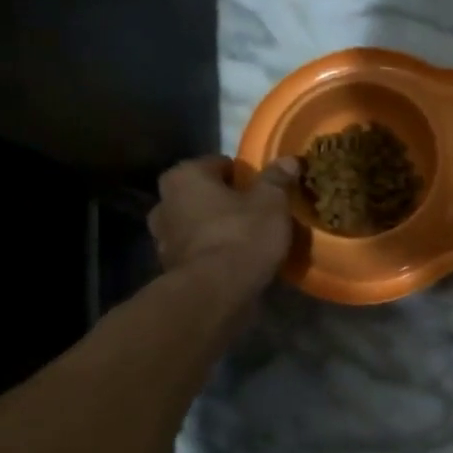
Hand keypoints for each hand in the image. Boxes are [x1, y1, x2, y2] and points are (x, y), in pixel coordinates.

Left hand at [148, 155, 299, 295]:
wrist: (216, 292)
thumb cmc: (242, 235)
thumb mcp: (272, 202)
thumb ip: (278, 178)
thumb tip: (290, 160)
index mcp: (185, 176)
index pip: (219, 164)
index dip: (245, 175)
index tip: (265, 190)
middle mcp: (165, 202)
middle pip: (203, 194)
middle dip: (225, 201)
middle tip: (256, 213)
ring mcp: (162, 237)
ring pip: (197, 223)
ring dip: (216, 227)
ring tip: (246, 239)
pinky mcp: (170, 267)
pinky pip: (197, 250)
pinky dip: (212, 252)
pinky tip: (235, 261)